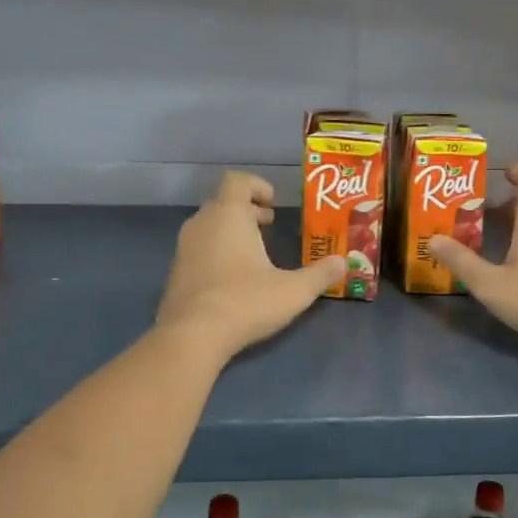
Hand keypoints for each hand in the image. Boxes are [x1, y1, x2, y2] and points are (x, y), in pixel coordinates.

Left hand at [156, 171, 343, 361]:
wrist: (192, 336)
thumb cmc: (246, 301)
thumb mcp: (294, 291)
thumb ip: (320, 274)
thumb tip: (342, 263)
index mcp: (229, 215)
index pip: (238, 181)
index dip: (257, 186)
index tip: (274, 204)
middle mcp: (202, 224)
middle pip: (223, 203)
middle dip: (247, 210)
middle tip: (269, 226)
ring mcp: (183, 248)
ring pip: (209, 227)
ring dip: (230, 232)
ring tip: (254, 253)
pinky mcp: (175, 273)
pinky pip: (198, 250)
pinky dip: (216, 253)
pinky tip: (233, 279)